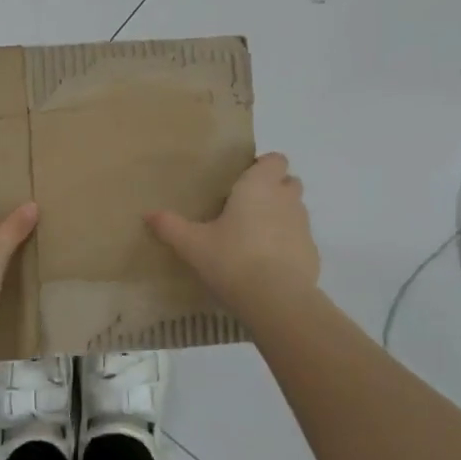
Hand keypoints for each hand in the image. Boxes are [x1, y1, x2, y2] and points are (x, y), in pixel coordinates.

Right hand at [146, 153, 319, 312]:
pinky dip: (289, 246)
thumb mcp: (193, 245)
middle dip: (275, 189)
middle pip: (289, 182)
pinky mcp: (313, 254)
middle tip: (248, 208)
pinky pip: (300, 241)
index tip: (244, 181)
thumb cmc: (232, 259)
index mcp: (259, 186)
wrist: (276, 300)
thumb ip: (171, 227)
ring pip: (296, 211)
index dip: (264, 166)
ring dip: (282, 217)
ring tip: (256, 238)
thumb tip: (148, 215)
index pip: (275, 159)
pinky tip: (270, 266)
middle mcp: (286, 199)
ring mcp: (303, 227)